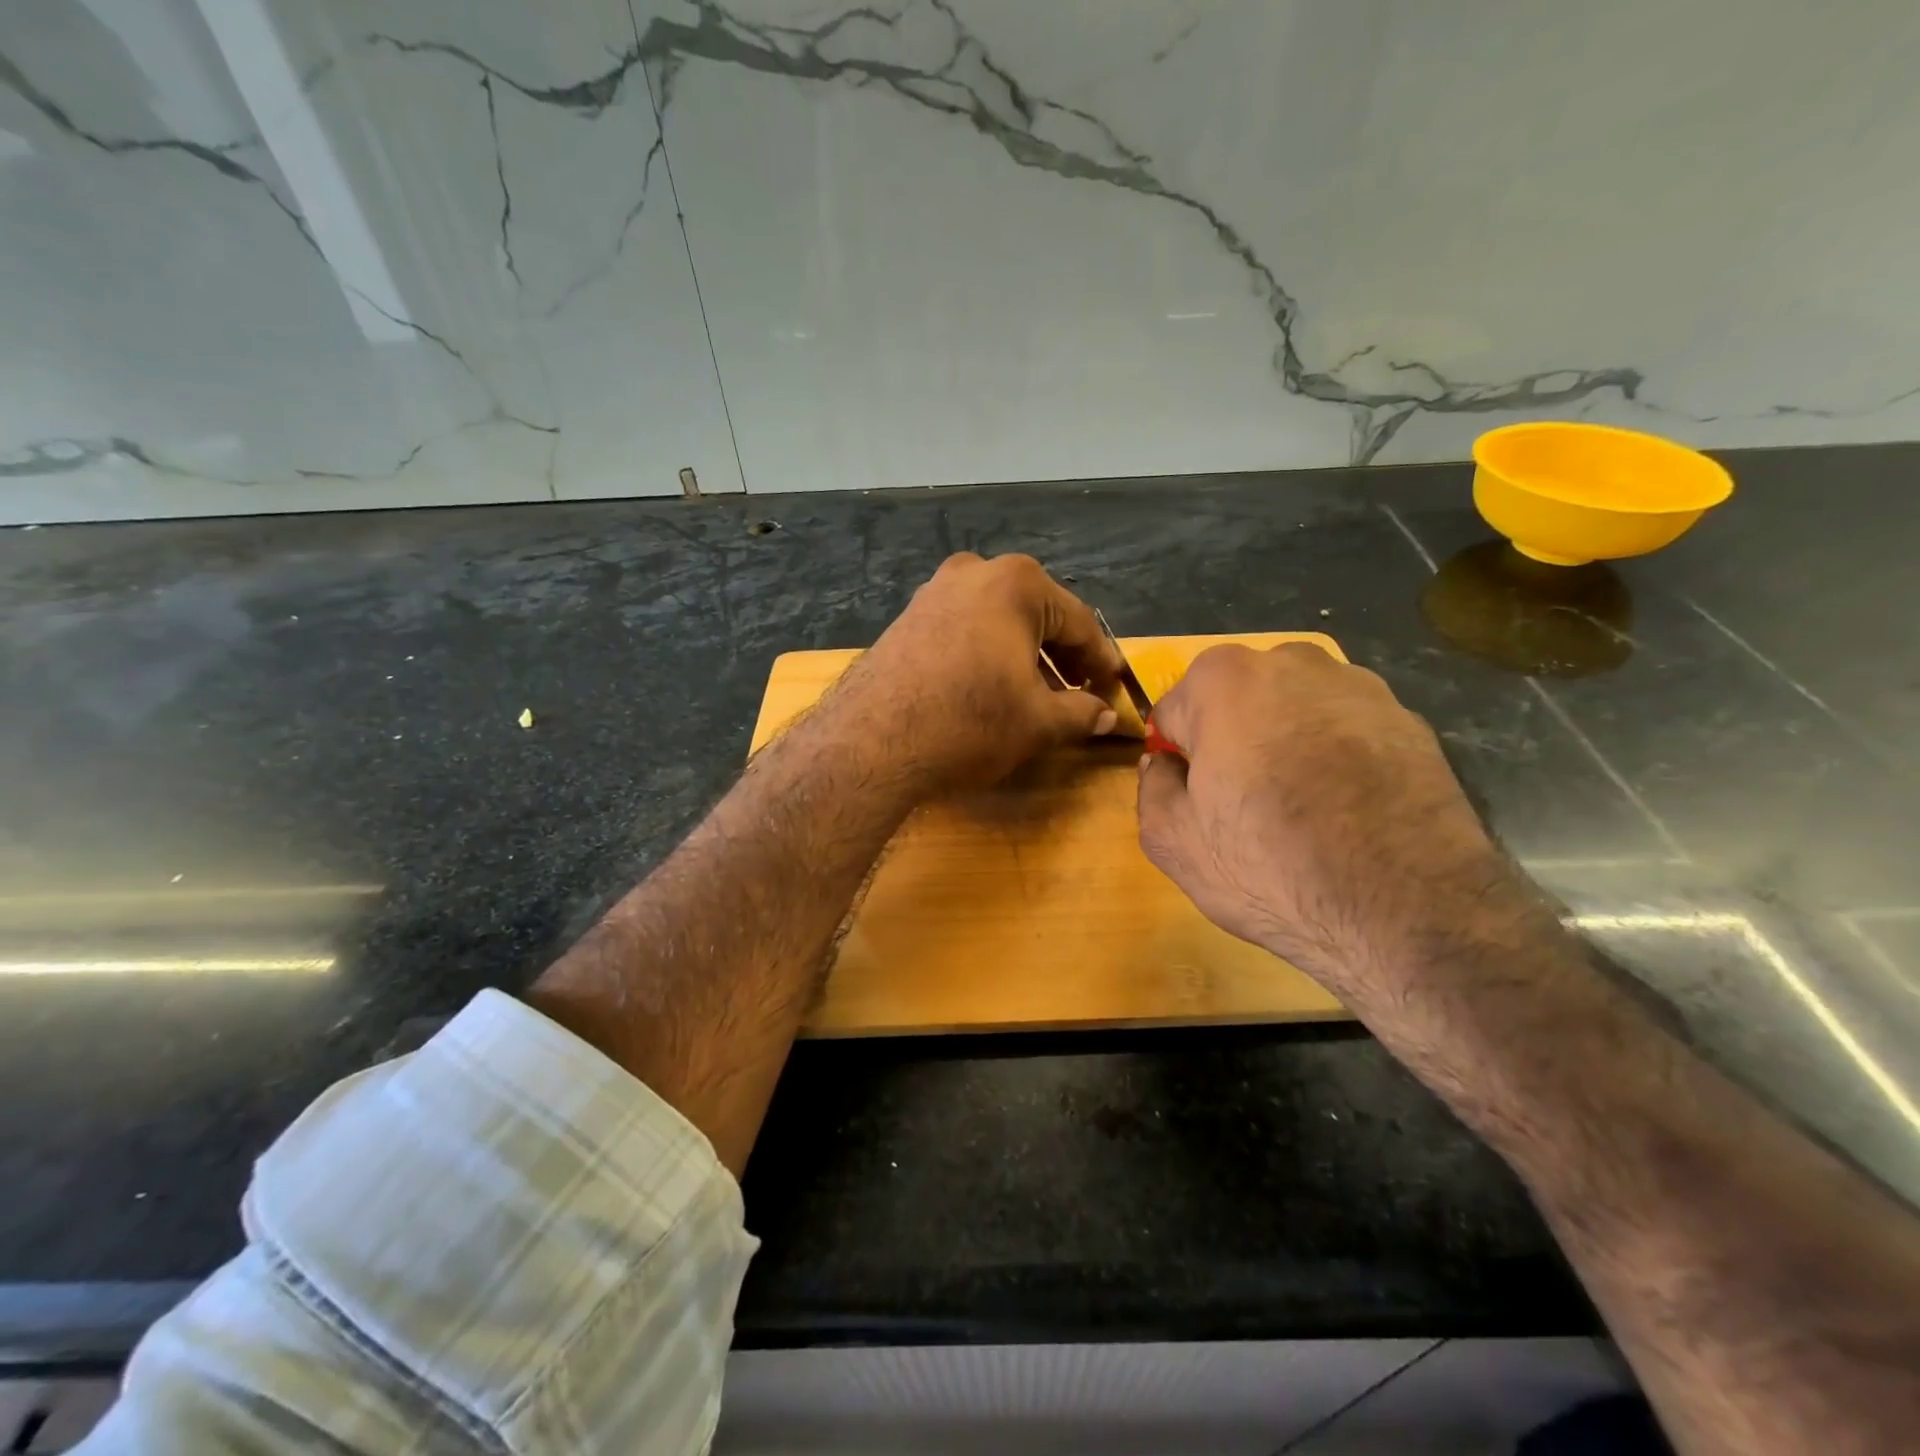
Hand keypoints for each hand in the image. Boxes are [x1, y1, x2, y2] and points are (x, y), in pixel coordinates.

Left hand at [832, 553, 1122, 792]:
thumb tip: (1107, 716)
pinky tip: (991, 688)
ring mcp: (934, 592)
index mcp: (1017, 584)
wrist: (872, 741)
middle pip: (1037, 615)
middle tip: (1082, 692)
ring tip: (1039, 695)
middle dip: (1062, 656)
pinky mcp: (906, 618)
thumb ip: (1081, 713)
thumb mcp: (1038, 722)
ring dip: (1024, 656)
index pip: (1079, 622)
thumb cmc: (970, 722)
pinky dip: (987, 654)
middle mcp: (975, 572)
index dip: (1101, 660)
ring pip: (998, 622)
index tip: (1115, 687)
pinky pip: (964, 630)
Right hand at [1136, 643, 1517, 1001]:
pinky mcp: (1411, 721)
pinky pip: (1345, 733)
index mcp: (1223, 679)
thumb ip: (1152, 787)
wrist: (1409, 911)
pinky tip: (1346, 813)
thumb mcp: (1173, 841)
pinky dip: (1337, 760)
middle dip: (1232, 743)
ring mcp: (1360, 687)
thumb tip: (1165, 765)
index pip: (1174, 714)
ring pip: (1293, 714)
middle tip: (1245, 807)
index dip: (1179, 760)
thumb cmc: (1270, 867)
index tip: (1197, 801)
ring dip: (1285, 747)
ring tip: (1303, 813)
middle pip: (1236, 704)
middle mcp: (1293, 662)